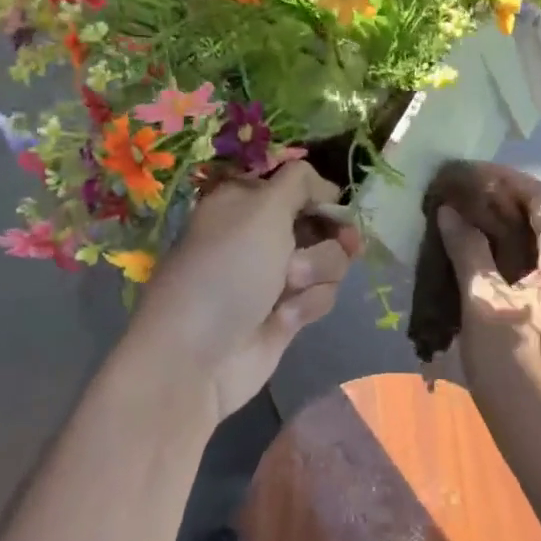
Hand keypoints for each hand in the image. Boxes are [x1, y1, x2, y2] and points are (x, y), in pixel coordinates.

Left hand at [129, 161, 361, 426]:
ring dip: (317, 271)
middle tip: (343, 243)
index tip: (337, 203)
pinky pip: (321, 295)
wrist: (198, 357)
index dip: (321, 193)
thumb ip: (300, 182)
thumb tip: (327, 185)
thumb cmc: (227, 270)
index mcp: (246, 200)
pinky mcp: (287, 312)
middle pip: (321, 221)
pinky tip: (284, 317)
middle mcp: (261, 233)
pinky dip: (308, 303)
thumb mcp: (262, 209)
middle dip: (330, 235)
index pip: (297, 183)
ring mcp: (275, 275)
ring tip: (289, 287)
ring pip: (329, 259)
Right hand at [434, 167, 540, 434]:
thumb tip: (450, 211)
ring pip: (530, 248)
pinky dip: (498, 260)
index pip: (537, 197)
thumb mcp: (486, 303)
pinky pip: (527, 273)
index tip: (462, 171)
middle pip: (536, 220)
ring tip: (451, 222)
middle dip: (493, 204)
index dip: (500, 179)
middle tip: (450, 196)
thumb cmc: (519, 367)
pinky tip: (466, 262)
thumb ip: (468, 250)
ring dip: (493, 232)